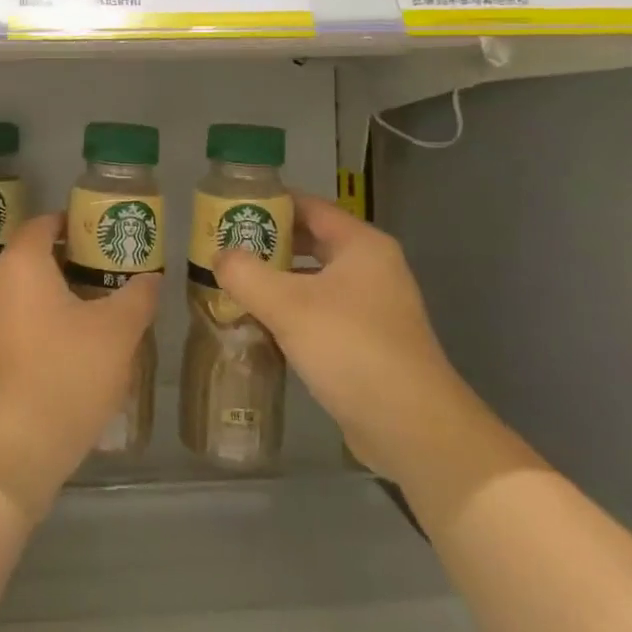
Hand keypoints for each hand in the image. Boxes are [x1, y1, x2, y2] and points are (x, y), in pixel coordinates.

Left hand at [0, 213, 158, 517]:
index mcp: (21, 263)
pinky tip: (73, 346)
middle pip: (34, 257)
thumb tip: (150, 278)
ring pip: (25, 292)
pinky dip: (42, 322)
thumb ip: (137, 296)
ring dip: (58, 295)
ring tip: (99, 309)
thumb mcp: (118, 331)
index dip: (75, 223)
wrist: (12, 448)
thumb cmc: (66, 373)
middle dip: (72, 261)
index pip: (44, 224)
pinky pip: (16, 321)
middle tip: (111, 272)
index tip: (105, 234)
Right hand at [211, 193, 454, 481]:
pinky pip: (321, 313)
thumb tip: (220, 256)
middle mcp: (371, 268)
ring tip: (232, 284)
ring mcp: (373, 307)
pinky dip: (291, 313)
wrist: (412, 428)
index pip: (308, 206)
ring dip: (276, 281)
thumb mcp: (288, 306)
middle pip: (311, 241)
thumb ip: (246, 274)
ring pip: (314, 280)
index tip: (229, 209)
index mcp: (361, 245)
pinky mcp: (368, 342)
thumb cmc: (351, 349)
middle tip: (223, 248)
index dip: (268, 203)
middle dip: (267, 244)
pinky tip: (259, 325)